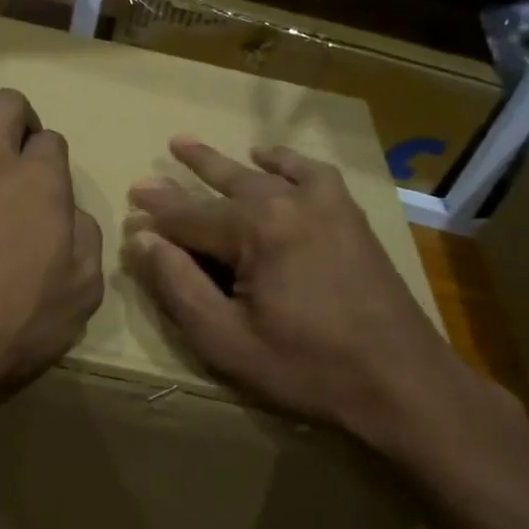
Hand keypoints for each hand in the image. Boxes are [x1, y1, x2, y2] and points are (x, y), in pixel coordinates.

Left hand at [0, 88, 103, 438]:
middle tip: (15, 162)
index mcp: (37, 180)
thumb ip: (85, 240)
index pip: (52, 140)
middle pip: (6, 104)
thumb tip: (70, 213)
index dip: (52, 162)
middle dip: (17, 123)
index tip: (46, 191)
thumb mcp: (79, 297)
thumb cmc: (4, 329)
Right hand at [122, 137, 522, 464]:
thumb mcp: (225, 339)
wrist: (402, 382)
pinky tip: (269, 157)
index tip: (126, 210)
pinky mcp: (348, 216)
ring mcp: (324, 204)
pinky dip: (285, 161)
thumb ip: (178, 285)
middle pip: (220, 187)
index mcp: (256, 229)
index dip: (155, 219)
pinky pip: (311, 173)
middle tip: (145, 179)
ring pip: (259, 174)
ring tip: (187, 145)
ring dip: (221, 164)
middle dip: (178, 183)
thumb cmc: (307, 367)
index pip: (189, 217)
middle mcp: (288, 202)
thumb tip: (142, 239)